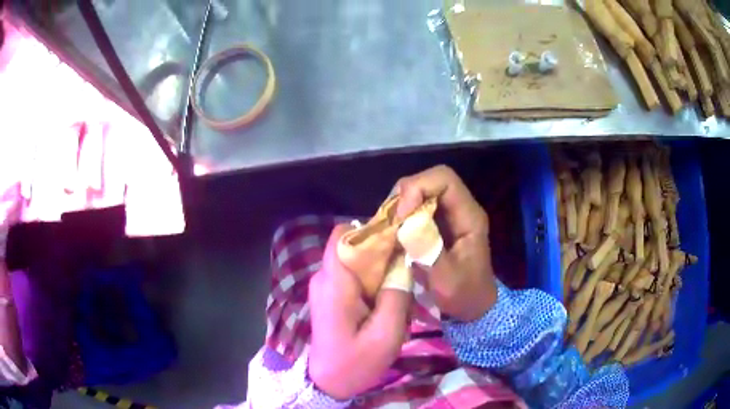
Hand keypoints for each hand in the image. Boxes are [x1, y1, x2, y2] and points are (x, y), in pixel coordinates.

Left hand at [308, 224, 410, 399]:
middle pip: (352, 244)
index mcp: (334, 283)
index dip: (373, 229)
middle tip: (407, 266)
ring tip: (399, 288)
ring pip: (355, 259)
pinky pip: (353, 274)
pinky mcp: (330, 294)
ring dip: (379, 269)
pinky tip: (386, 300)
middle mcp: (324, 277)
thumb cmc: (355, 362)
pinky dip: (372, 280)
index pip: (345, 235)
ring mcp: (325, 285)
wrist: (328, 382)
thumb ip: (397, 295)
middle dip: (382, 251)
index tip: (400, 235)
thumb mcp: (386, 335)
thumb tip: (403, 261)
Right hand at [395, 165, 496, 321]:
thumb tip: (404, 225)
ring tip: (388, 228)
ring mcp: (448, 217)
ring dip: (400, 206)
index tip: (402, 214)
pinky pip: (416, 209)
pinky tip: (393, 234)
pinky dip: (400, 217)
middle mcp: (459, 209)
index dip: (419, 187)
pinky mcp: (437, 226)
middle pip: (429, 181)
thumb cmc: (464, 295)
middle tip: (389, 221)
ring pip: (420, 193)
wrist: (474, 308)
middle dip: (405, 196)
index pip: (444, 179)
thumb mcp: (447, 279)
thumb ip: (428, 250)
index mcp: (468, 217)